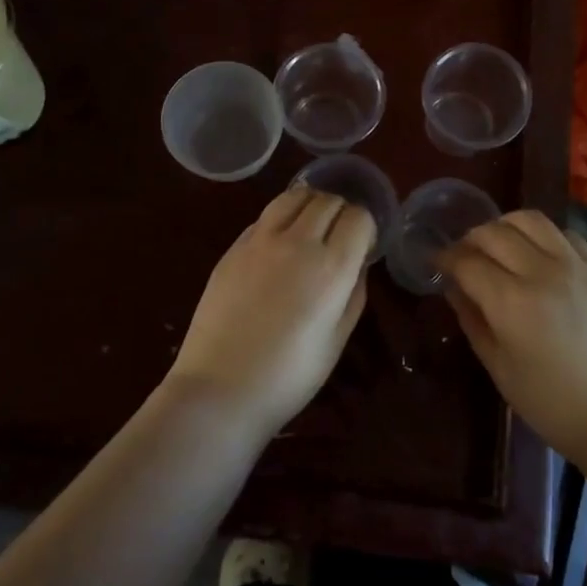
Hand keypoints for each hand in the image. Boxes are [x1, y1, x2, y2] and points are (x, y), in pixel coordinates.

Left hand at [167, 185, 373, 436]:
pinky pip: (266, 216)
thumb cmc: (289, 376)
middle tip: (340, 235)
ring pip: (294, 196)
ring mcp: (260, 240)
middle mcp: (298, 242)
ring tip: (311, 227)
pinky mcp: (233, 247)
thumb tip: (357, 264)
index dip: (366, 227)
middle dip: (341, 211)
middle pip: (328, 200)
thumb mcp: (337, 340)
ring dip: (310, 204)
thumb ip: (353, 294)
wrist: (220, 389)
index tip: (363, 244)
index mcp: (331, 267)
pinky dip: (281, 219)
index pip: (359, 217)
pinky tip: (279, 243)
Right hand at [437, 211, 586, 466]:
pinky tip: (539, 254)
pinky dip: (543, 236)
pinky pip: (565, 233)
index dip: (445, 258)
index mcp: (511, 302)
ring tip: (500, 246)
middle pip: (494, 232)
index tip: (436, 263)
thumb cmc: (553, 404)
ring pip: (530, 220)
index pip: (466, 261)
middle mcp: (542, 272)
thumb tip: (454, 288)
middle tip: (464, 256)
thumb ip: (473, 321)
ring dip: (505, 227)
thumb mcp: (500, 369)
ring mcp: (576, 265)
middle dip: (470, 239)